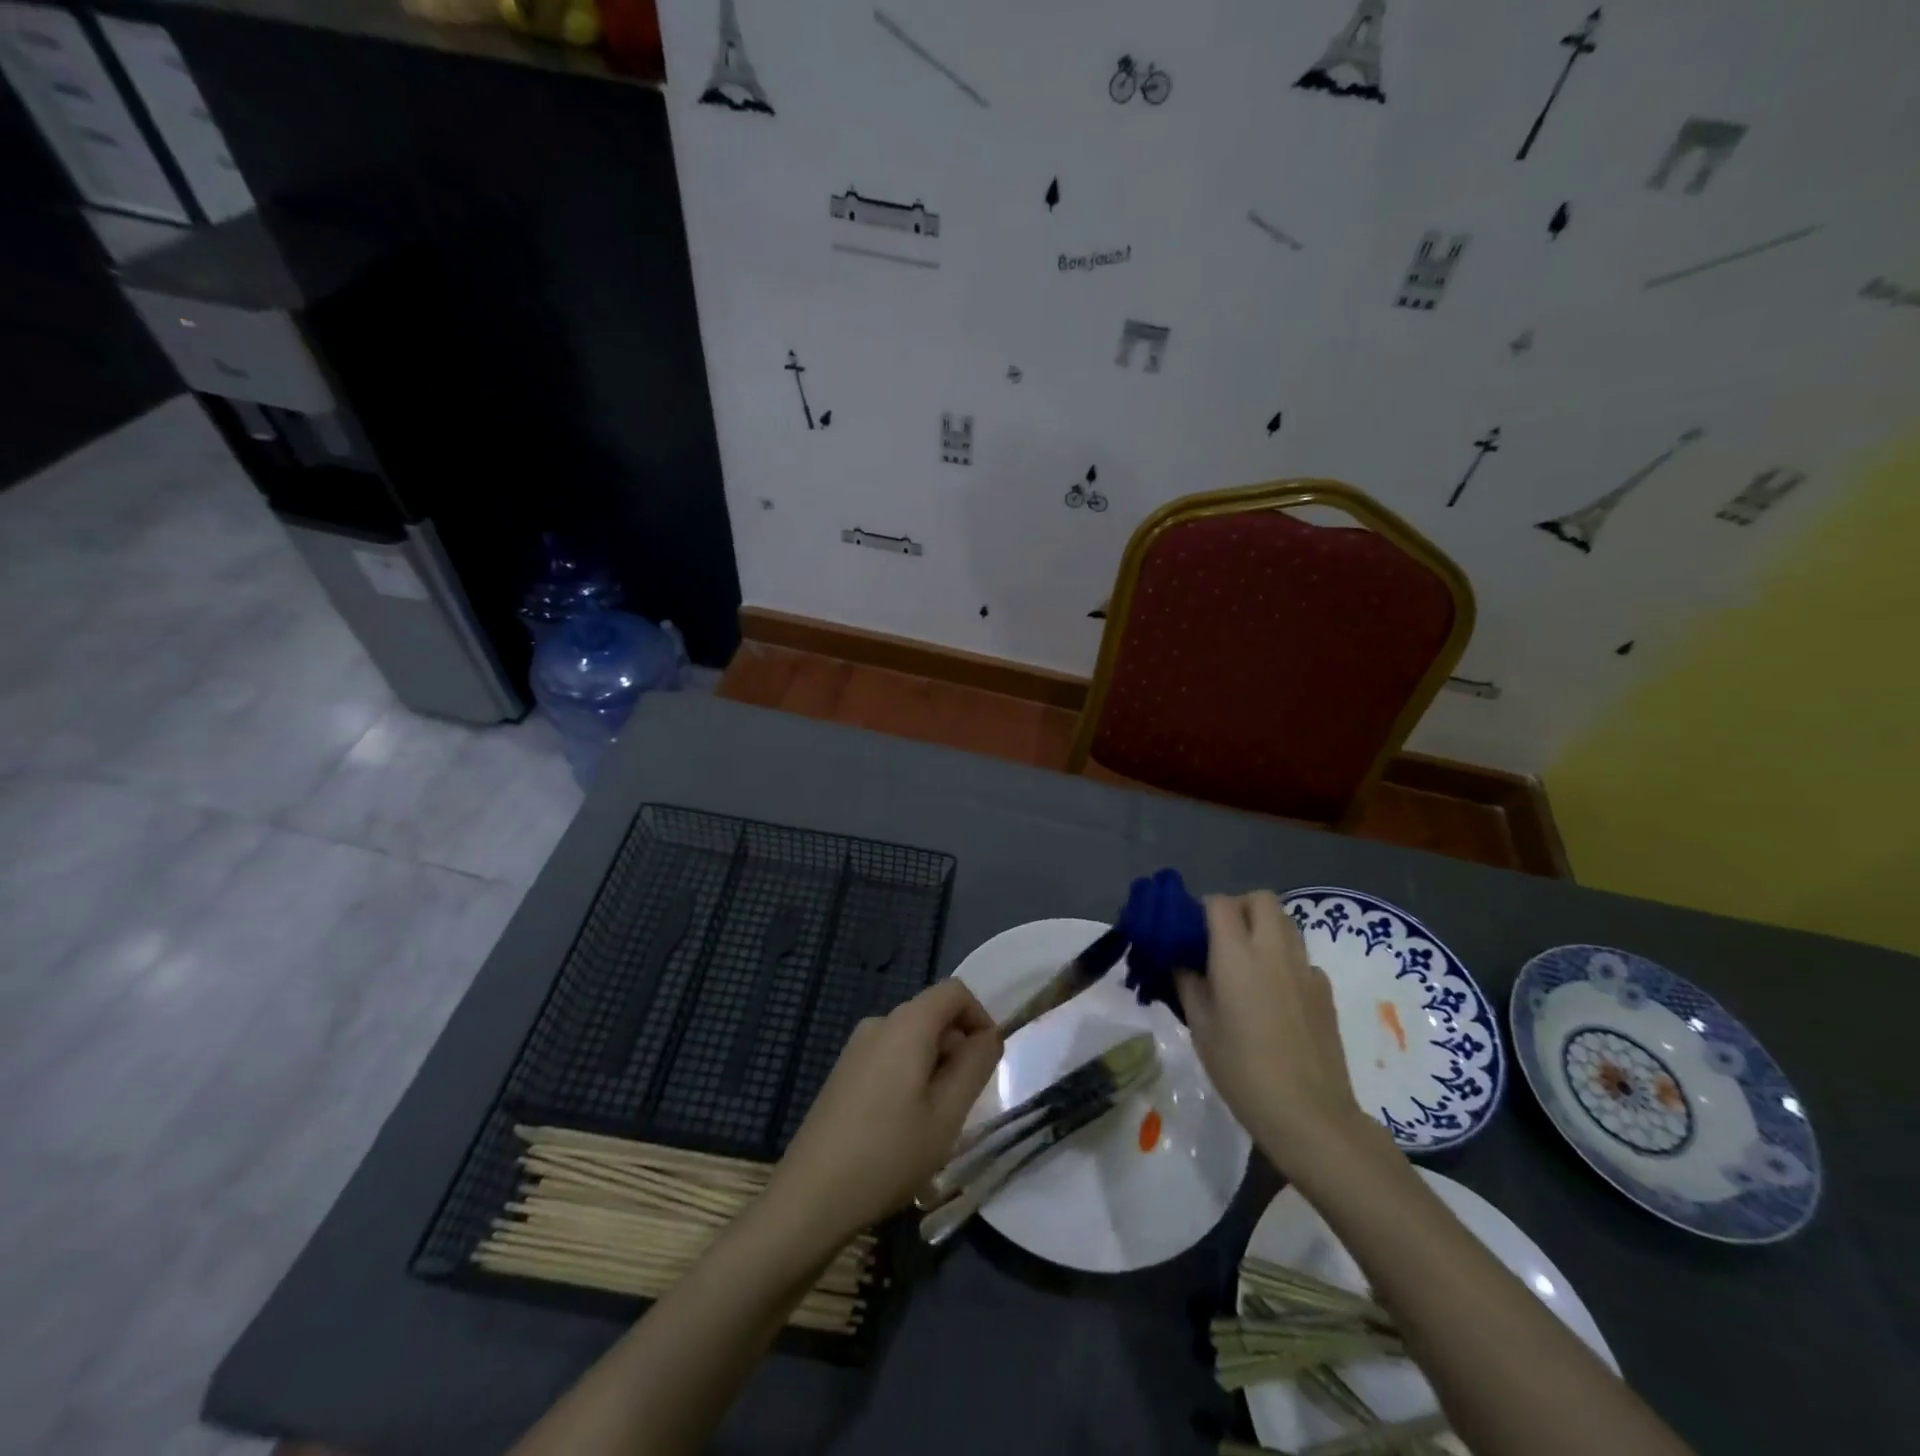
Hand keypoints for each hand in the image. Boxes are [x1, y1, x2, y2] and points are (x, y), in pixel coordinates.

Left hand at [768, 979, 1001, 1249]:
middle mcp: (879, 1024)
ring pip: (912, 1039)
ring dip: (935, 1067)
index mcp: (906, 1025)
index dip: (980, 1017)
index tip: (988, 1061)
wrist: (810, 1197)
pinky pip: (890, 1057)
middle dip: (958, 1047)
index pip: (954, 991)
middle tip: (964, 1103)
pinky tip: (903, 1127)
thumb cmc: (888, 1154)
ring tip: (935, 1121)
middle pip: (932, 1014)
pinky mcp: (843, 1073)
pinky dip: (910, 1077)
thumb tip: (989, 1035)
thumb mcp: (947, 1114)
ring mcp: (856, 1048)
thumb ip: (975, 1065)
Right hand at [1178, 892, 1384, 1179]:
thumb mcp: (1200, 1026)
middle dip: (1239, 907)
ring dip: (1263, 928)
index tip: (1190, 931)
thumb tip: (1182, 961)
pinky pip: (1301, 957)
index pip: (1219, 903)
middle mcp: (1274, 950)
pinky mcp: (1325, 991)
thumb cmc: (1242, 1070)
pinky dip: (1284, 960)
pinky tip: (1274, 996)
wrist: (1309, 1114)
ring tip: (1246, 963)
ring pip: (1286, 923)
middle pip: (1261, 899)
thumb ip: (1188, 983)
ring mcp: (1305, 969)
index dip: (1202, 909)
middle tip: (1221, 938)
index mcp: (1237, 955)